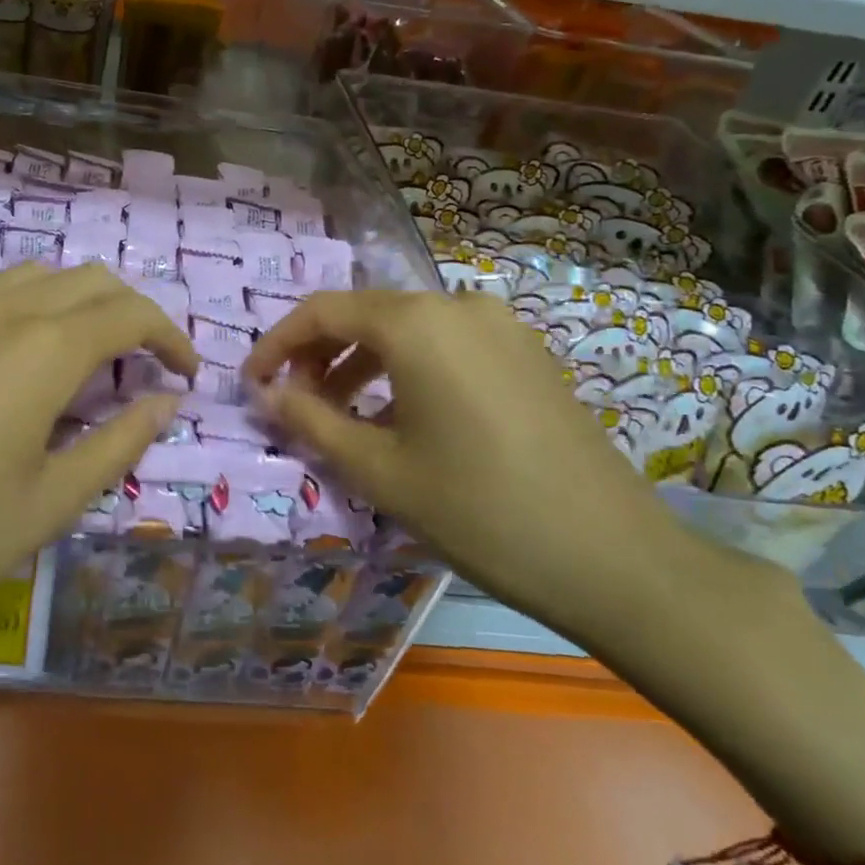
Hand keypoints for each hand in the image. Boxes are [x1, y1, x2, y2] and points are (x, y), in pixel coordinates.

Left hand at [0, 262, 198, 708]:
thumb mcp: (48, 505)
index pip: (130, 313)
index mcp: (42, 348)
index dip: (169, 337)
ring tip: (68, 365)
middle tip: (134, 367)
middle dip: (124, 314)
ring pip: (23, 281)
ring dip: (65, 309)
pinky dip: (4, 321)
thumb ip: (118, 442)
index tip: (182, 373)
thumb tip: (163, 403)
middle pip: (83, 280)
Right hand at [242, 289, 698, 638]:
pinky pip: (447, 345)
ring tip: (341, 414)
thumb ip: (310, 420)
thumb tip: (266, 393)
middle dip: (319, 354)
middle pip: (366, 315)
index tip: (251, 383)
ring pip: (407, 330)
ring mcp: (501, 326)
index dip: (277, 344)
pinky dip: (407, 369)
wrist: (614, 558)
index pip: (323, 312)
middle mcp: (458, 306)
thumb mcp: (378, 470)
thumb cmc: (478, 510)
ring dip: (362, 363)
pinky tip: (401, 417)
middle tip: (293, 402)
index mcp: (416, 324)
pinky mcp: (526, 353)